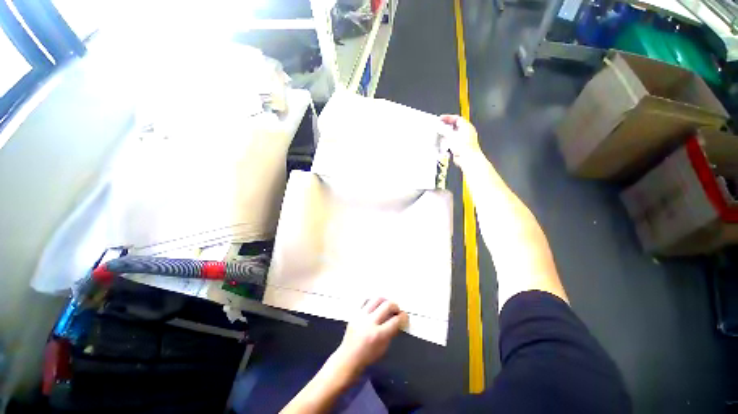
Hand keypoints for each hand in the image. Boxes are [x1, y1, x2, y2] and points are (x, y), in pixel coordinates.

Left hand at [334, 298, 407, 372]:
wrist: (348, 357)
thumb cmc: (368, 355)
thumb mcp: (384, 348)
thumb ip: (392, 332)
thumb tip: (399, 320)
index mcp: (378, 335)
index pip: (395, 320)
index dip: (403, 317)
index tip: (405, 316)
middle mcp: (369, 322)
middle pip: (387, 305)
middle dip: (395, 306)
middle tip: (397, 310)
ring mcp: (361, 315)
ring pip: (377, 299)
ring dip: (385, 301)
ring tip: (387, 306)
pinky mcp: (355, 312)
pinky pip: (365, 300)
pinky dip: (373, 301)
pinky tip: (375, 305)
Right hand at [440, 114, 481, 166]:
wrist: (468, 158)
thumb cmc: (464, 147)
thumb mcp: (451, 136)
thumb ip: (444, 130)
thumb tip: (439, 127)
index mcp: (466, 126)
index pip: (457, 118)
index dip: (448, 118)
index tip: (440, 119)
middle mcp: (466, 132)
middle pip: (454, 126)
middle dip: (446, 127)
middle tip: (438, 127)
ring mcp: (463, 140)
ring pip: (452, 135)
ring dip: (445, 135)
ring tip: (440, 136)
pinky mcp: (460, 147)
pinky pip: (452, 142)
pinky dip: (447, 143)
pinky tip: (443, 145)